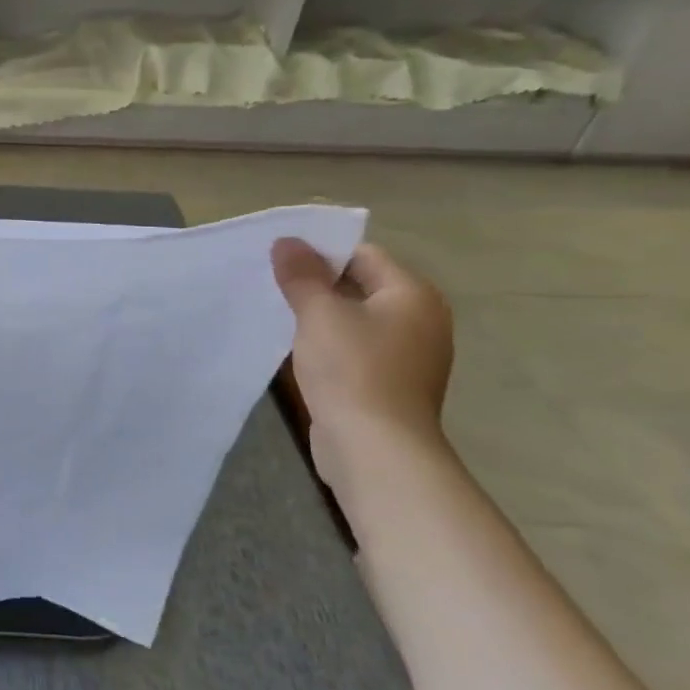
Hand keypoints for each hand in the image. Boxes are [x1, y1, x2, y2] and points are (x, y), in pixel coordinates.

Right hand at [271, 239, 453, 488]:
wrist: (375, 448)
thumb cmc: (353, 370)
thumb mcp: (320, 315)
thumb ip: (302, 275)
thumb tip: (286, 241)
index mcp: (413, 295)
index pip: (363, 254)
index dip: (320, 252)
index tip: (278, 258)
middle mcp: (419, 320)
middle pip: (360, 286)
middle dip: (316, 284)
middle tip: (270, 282)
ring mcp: (407, 355)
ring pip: (355, 320)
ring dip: (320, 316)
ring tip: (277, 313)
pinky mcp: (389, 384)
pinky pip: (355, 349)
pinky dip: (328, 344)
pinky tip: (297, 349)